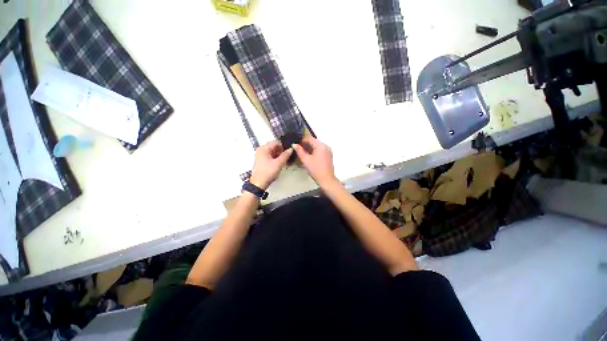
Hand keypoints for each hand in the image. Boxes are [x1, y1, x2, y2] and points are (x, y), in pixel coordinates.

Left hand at [249, 141, 292, 190]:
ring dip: (279, 155)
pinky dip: (276, 158)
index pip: (275, 142)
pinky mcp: (262, 161)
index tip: (289, 149)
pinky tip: (281, 162)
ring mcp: (261, 156)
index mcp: (263, 149)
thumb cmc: (267, 173)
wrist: (259, 184)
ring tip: (286, 159)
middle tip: (288, 155)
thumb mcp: (278, 163)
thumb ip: (285, 155)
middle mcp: (261, 150)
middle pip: (274, 147)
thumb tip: (291, 149)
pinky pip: (270, 156)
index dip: (283, 145)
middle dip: (282, 150)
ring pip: (272, 152)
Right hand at [292, 137, 336, 186]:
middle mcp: (326, 146)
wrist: (326, 180)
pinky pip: (321, 150)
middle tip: (298, 149)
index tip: (296, 145)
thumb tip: (294, 144)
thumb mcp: (305, 160)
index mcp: (320, 145)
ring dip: (310, 148)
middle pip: (314, 142)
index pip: (310, 139)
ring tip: (303, 153)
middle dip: (306, 144)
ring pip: (317, 146)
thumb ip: (299, 151)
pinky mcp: (329, 156)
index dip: (302, 141)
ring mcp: (328, 151)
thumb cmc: (315, 169)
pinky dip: (315, 151)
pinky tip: (310, 156)